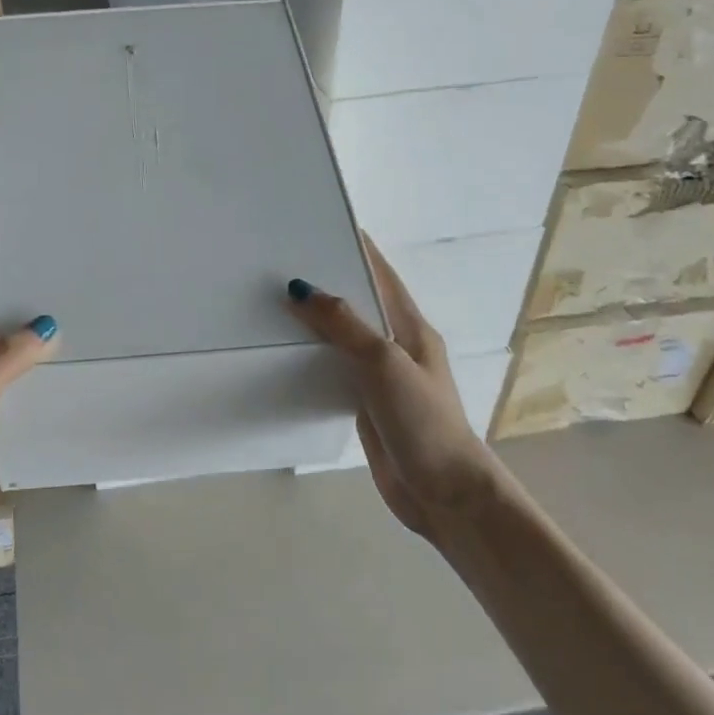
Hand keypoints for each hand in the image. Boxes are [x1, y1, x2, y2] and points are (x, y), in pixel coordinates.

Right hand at [285, 241, 502, 540]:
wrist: (442, 491)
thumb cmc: (421, 419)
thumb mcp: (383, 362)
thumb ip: (344, 324)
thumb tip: (301, 289)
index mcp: (409, 326)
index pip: (380, 274)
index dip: (354, 247)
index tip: (318, 223)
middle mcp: (394, 345)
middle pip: (357, 303)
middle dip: (325, 281)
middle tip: (278, 264)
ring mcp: (380, 376)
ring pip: (342, 337)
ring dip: (314, 321)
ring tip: (271, 303)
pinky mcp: (364, 403)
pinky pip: (333, 369)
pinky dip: (311, 357)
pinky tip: (283, 354)